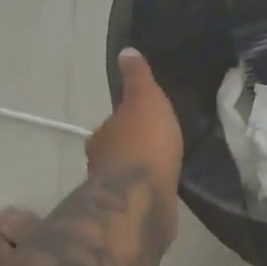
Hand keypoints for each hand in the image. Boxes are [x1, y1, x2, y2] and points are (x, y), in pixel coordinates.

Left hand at [89, 49, 184, 193]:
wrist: (143, 198)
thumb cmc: (144, 142)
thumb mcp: (145, 98)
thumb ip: (137, 77)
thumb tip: (125, 51)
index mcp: (101, 136)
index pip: (111, 124)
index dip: (126, 121)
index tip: (142, 119)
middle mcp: (100, 164)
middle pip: (116, 150)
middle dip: (132, 148)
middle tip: (157, 143)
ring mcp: (114, 192)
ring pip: (126, 176)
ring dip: (140, 172)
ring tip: (165, 166)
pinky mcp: (130, 214)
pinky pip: (141, 196)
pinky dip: (150, 191)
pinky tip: (165, 188)